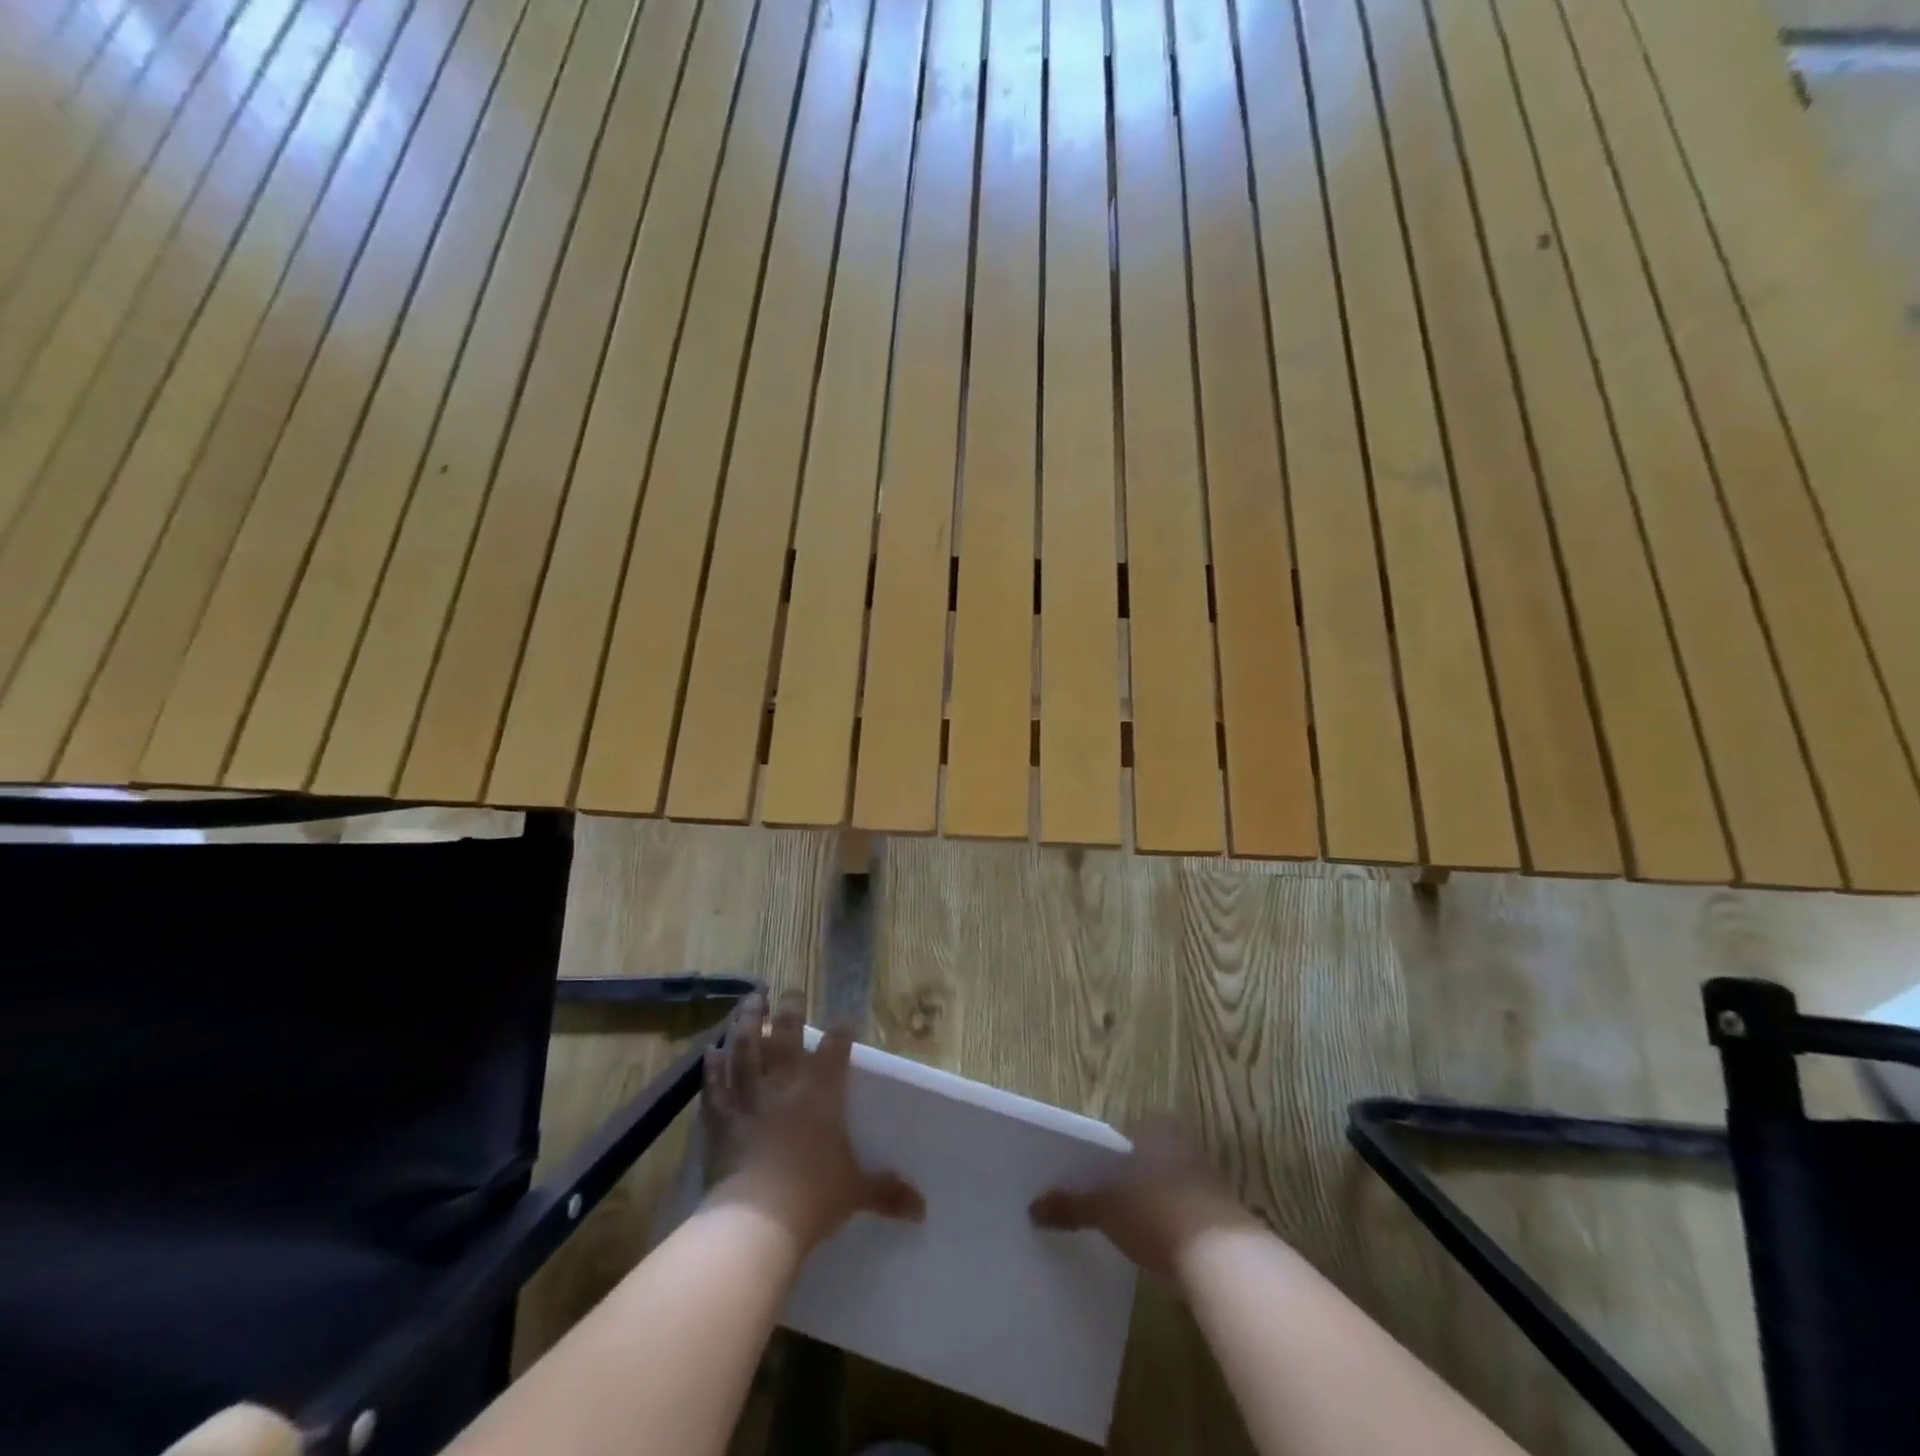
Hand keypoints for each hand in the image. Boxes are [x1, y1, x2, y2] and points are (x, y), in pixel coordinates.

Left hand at [702, 992, 923, 1249]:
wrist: (757, 1217)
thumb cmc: (814, 1196)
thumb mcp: (856, 1191)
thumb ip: (886, 1191)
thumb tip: (922, 1207)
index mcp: (823, 1092)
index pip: (835, 1049)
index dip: (840, 1033)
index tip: (844, 1021)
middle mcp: (786, 1082)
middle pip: (786, 1033)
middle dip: (789, 1008)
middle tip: (790, 990)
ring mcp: (749, 1095)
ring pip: (746, 1046)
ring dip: (747, 1020)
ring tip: (751, 998)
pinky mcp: (720, 1116)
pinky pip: (715, 1083)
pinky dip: (712, 1065)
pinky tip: (710, 1049)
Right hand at [1030, 1116, 1256, 1278]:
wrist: (1223, 1259)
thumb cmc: (1157, 1212)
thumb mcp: (1106, 1210)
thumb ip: (1071, 1206)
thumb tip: (1032, 1207)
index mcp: (1155, 1129)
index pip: (1126, 1129)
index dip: (1109, 1149)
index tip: (1091, 1169)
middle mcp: (1182, 1144)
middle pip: (1149, 1153)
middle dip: (1132, 1172)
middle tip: (1106, 1195)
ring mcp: (1206, 1178)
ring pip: (1169, 1181)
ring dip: (1154, 1198)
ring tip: (1128, 1223)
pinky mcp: (1222, 1215)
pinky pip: (1186, 1210)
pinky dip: (1172, 1222)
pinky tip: (1157, 1244)